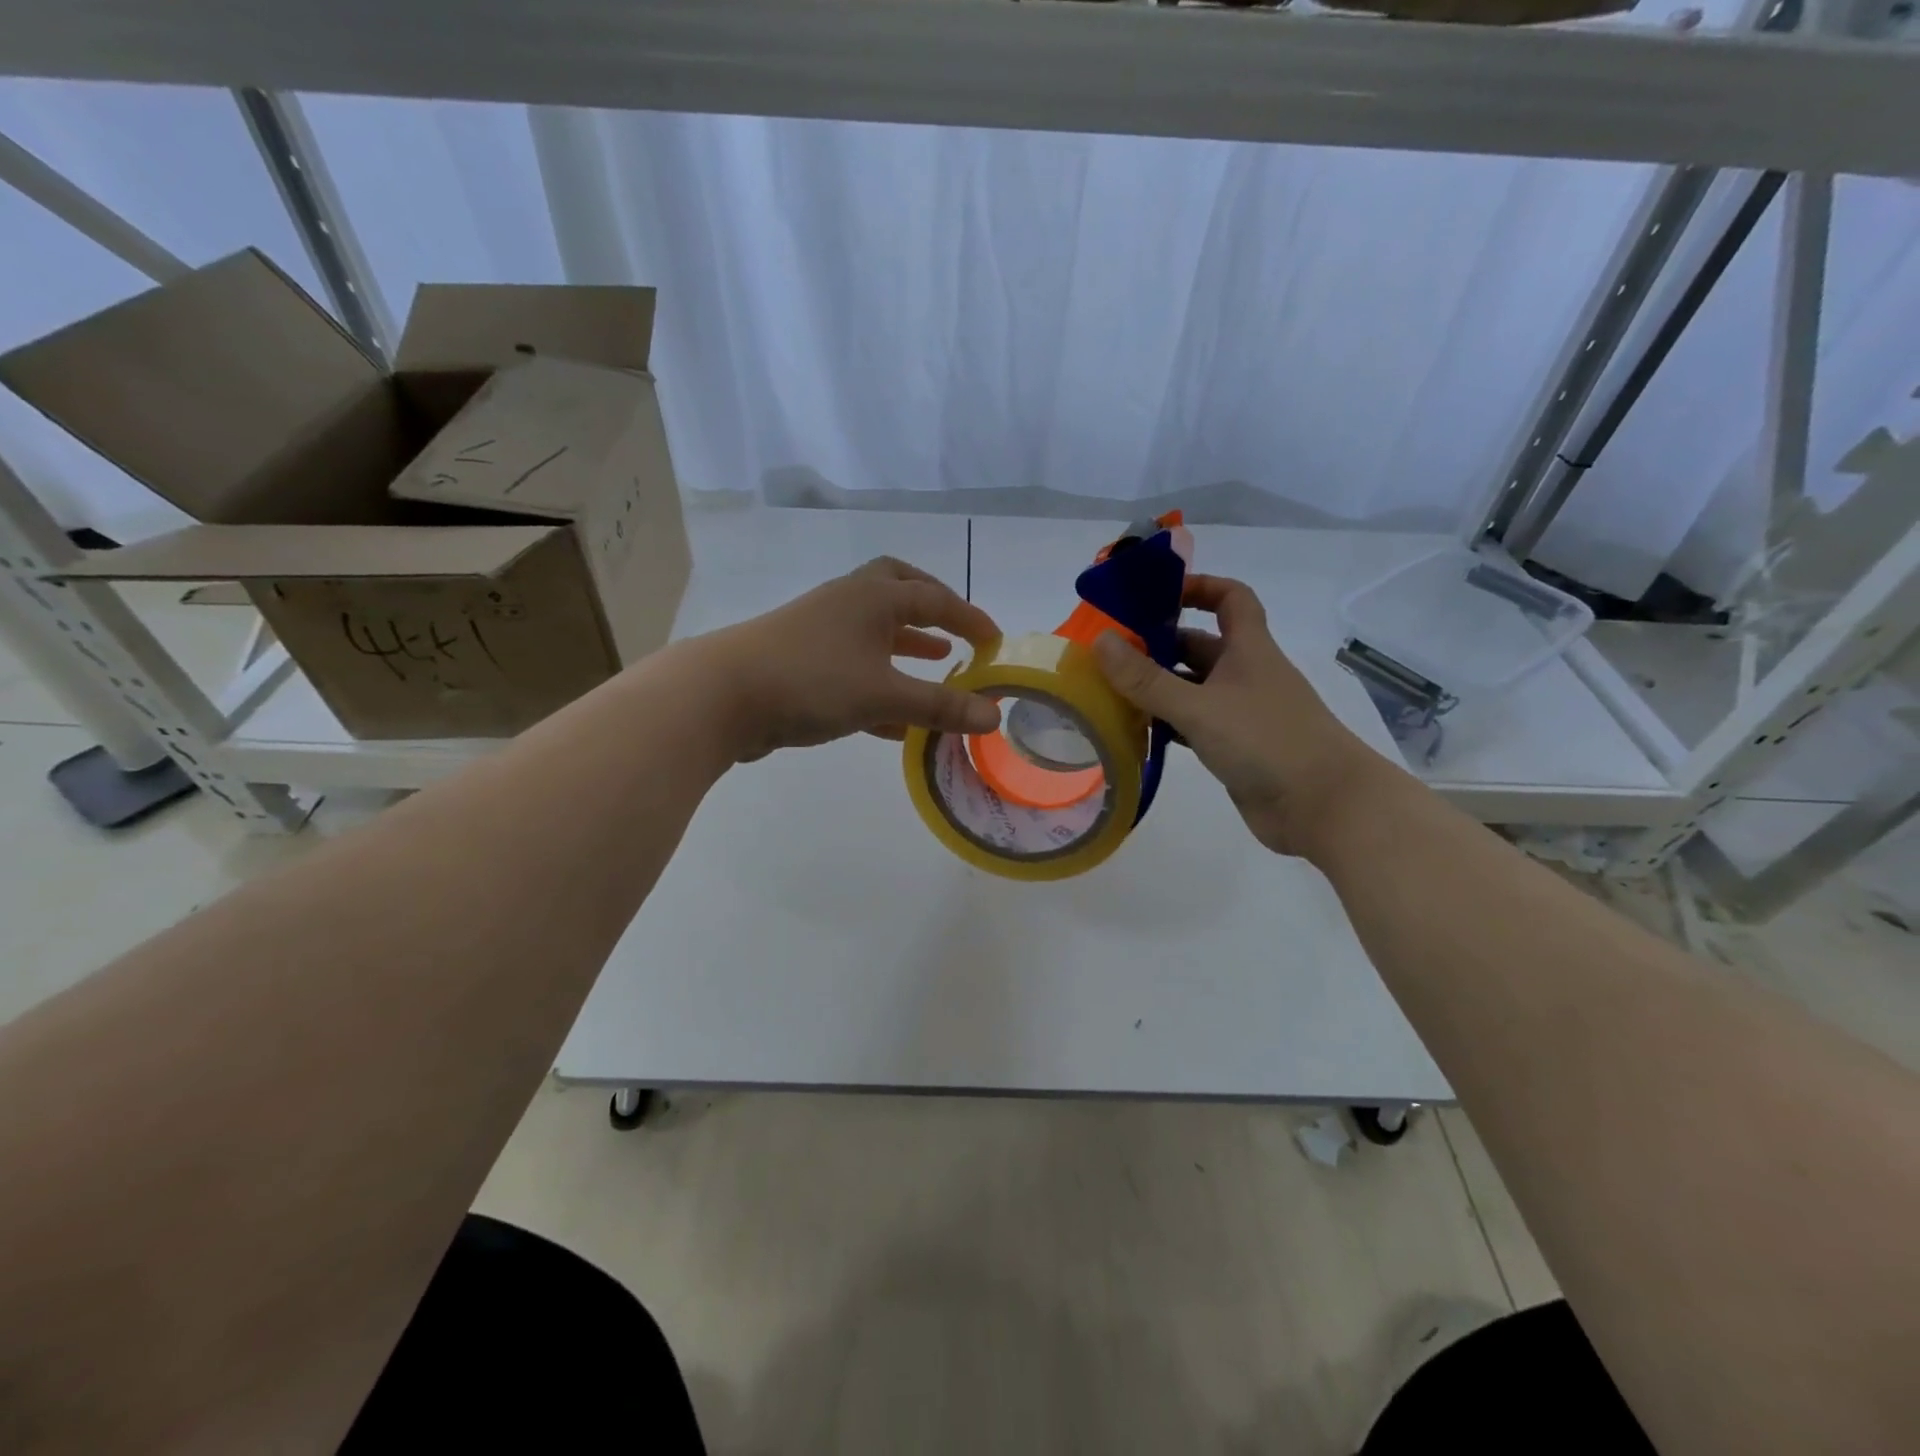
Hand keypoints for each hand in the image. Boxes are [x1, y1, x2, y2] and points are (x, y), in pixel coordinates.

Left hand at [694, 557, 1002, 761]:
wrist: (722, 696)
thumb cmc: (812, 681)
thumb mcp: (884, 694)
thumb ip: (940, 705)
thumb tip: (994, 715)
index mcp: (872, 597)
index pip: (934, 598)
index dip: (969, 618)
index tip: (995, 642)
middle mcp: (848, 603)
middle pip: (898, 588)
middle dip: (931, 607)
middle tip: (956, 628)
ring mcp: (821, 630)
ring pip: (874, 629)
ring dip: (906, 643)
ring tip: (936, 660)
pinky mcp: (802, 661)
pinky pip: (854, 664)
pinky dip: (880, 680)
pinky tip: (896, 717)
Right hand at [1092, 574, 1393, 857]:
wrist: (1323, 806)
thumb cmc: (1266, 741)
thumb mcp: (1199, 706)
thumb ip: (1147, 679)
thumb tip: (1100, 640)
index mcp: (1248, 648)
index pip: (1229, 598)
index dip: (1197, 587)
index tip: (1154, 595)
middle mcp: (1245, 673)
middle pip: (1198, 645)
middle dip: (1157, 644)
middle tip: (1109, 653)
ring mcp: (1241, 712)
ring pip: (1192, 687)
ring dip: (1157, 687)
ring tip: (1109, 691)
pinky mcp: (1234, 747)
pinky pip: (1193, 724)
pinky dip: (1167, 723)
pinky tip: (1136, 731)